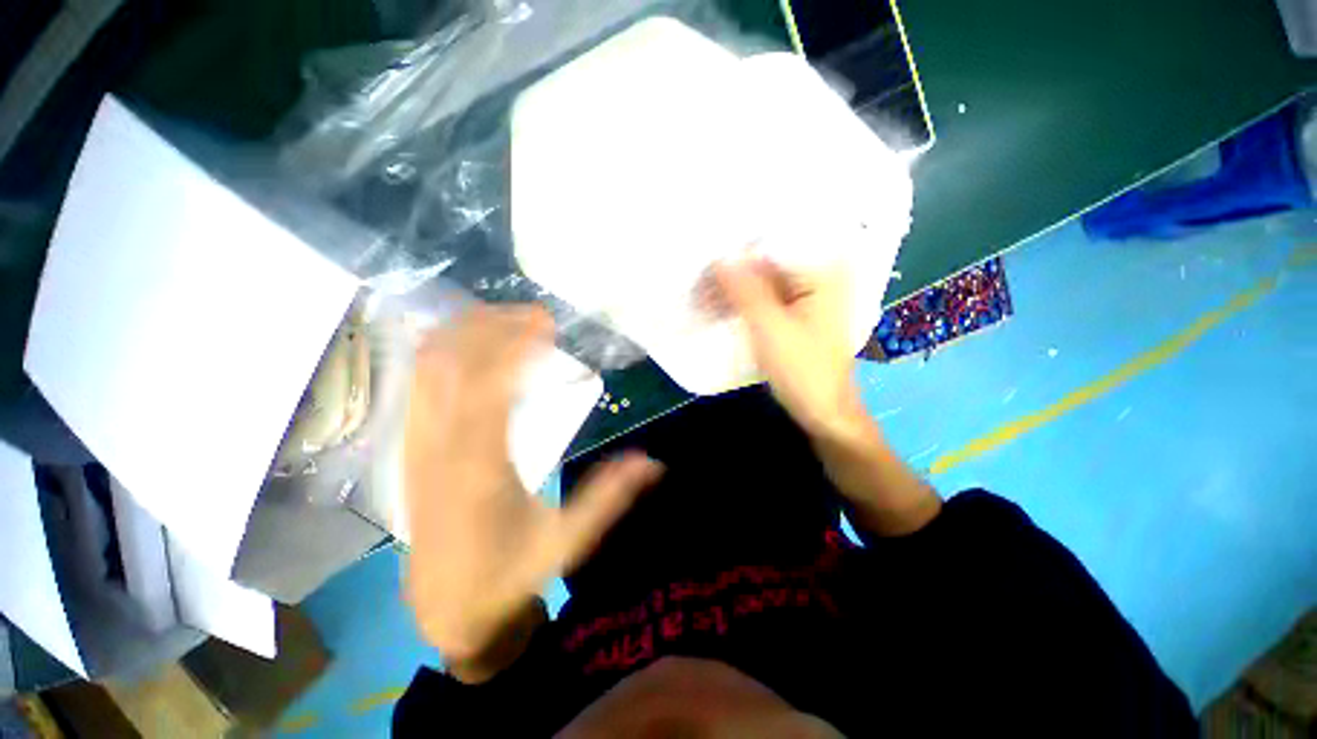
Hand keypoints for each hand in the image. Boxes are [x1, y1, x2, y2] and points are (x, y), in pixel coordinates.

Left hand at [403, 304, 662, 664]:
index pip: (493, 385)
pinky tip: (469, 343)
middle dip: (494, 326)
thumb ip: (608, 497)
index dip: (518, 345)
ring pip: (429, 366)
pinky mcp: (411, 446)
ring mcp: (418, 442)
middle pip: (454, 362)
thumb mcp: (567, 539)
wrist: (446, 603)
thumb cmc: (508, 572)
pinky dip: (442, 351)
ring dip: (466, 332)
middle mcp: (441, 445)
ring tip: (506, 319)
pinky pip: (418, 384)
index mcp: (480, 466)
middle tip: (535, 315)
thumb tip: (652, 463)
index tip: (549, 324)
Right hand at [713, 259, 869, 440]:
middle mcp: (816, 278)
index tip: (704, 264)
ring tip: (701, 301)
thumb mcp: (769, 327)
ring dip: (732, 293)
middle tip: (697, 286)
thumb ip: (744, 290)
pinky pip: (765, 302)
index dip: (736, 256)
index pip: (771, 250)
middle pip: (766, 267)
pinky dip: (743, 306)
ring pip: (762, 285)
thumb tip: (718, 258)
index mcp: (821, 273)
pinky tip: (719, 311)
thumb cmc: (803, 369)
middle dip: (731, 277)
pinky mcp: (796, 316)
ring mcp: (806, 298)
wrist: (823, 411)